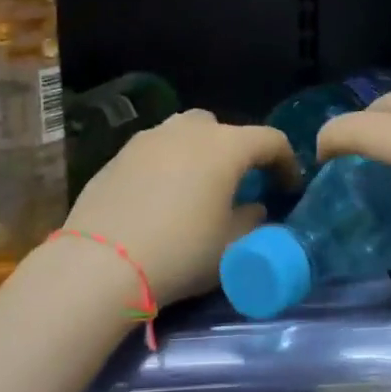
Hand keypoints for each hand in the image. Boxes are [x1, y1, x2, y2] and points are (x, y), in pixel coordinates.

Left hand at [61, 110, 297, 306]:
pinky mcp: (118, 155)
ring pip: (184, 133)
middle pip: (223, 128)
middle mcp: (187, 131)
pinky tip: (160, 197)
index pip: (270, 140)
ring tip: (197, 187)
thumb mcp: (232, 246)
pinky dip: (167, 165)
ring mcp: (148, 139)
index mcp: (225, 146)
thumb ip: (252, 220)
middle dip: (237, 151)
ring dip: (199, 153)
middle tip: (238, 184)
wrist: (102, 263)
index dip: (286, 162)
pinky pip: (155, 151)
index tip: (289, 188)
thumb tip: (254, 208)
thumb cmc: (181, 252)